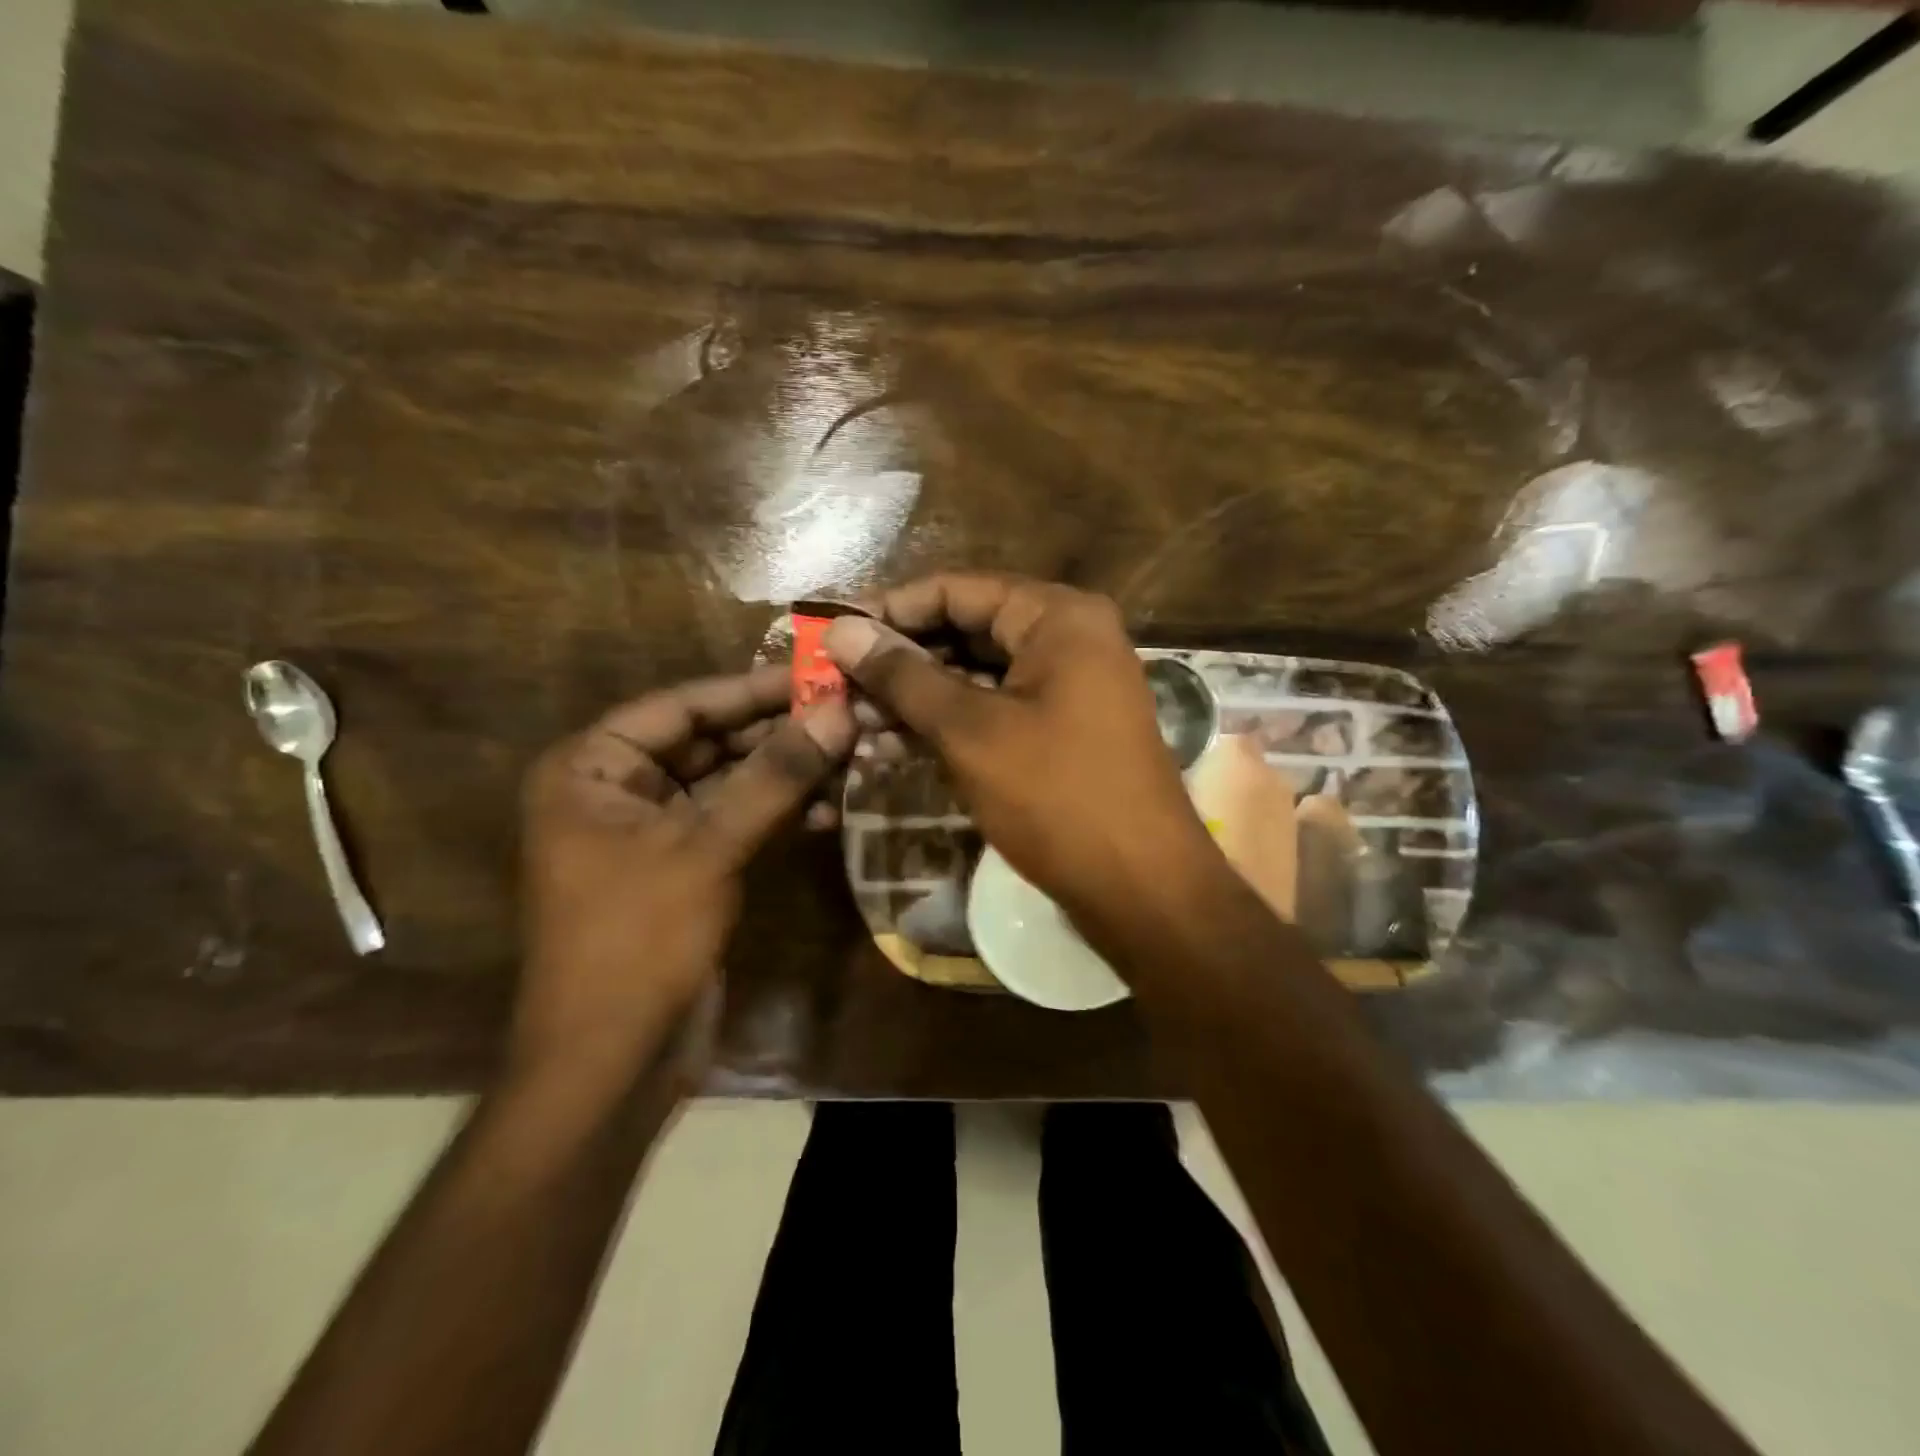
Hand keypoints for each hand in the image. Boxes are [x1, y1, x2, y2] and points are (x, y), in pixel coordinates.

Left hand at [514, 667, 854, 1083]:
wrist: (611, 1064)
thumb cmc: (638, 942)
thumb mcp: (707, 847)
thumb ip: (775, 776)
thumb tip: (840, 711)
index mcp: (592, 768)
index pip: (682, 705)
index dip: (752, 688)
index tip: (819, 672)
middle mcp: (617, 789)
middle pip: (708, 741)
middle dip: (777, 732)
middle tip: (848, 713)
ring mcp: (652, 831)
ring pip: (728, 782)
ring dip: (785, 772)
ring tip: (851, 755)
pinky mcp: (685, 867)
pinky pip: (735, 821)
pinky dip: (777, 813)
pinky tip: (829, 807)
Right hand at [825, 574, 1219, 937]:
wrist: (1142, 889)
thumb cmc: (1057, 796)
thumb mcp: (970, 731)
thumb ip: (904, 676)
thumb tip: (842, 630)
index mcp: (1058, 616)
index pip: (957, 589)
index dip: (891, 609)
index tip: (833, 633)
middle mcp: (1068, 638)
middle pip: (967, 630)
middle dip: (901, 660)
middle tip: (837, 684)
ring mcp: (1069, 687)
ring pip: (977, 675)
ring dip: (918, 698)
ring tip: (855, 721)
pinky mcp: (1062, 730)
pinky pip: (996, 711)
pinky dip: (950, 725)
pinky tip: (895, 746)